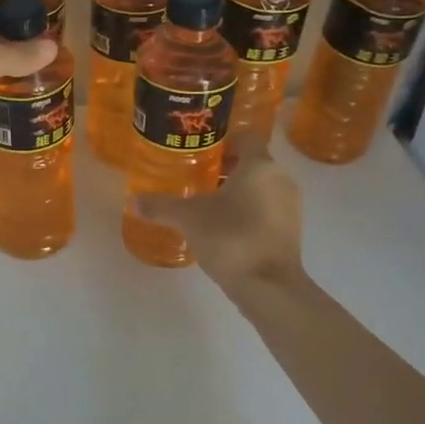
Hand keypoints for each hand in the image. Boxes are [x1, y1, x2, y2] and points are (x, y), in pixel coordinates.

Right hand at [133, 133, 306, 293]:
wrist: (268, 286)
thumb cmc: (231, 237)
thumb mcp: (188, 218)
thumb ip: (161, 206)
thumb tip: (133, 201)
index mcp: (259, 166)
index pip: (246, 137)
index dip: (223, 141)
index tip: (200, 152)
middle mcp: (280, 179)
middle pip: (252, 163)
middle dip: (225, 168)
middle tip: (195, 177)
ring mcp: (290, 206)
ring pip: (261, 187)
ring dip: (237, 192)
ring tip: (206, 203)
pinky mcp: (291, 231)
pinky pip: (267, 210)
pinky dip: (248, 212)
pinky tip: (223, 227)